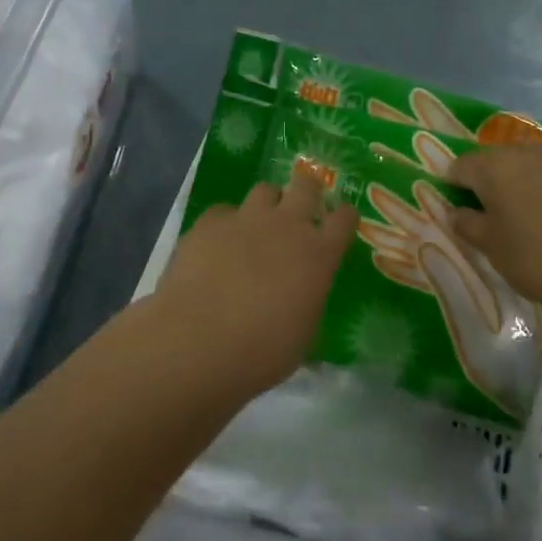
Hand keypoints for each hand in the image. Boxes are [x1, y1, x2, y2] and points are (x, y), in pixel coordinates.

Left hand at [150, 171, 358, 396]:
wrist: (197, 343)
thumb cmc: (261, 353)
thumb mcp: (303, 336)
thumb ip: (308, 304)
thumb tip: (302, 301)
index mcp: (318, 255)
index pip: (344, 218)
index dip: (344, 217)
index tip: (340, 223)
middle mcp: (287, 226)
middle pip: (307, 186)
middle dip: (308, 191)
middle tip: (302, 208)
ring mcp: (246, 219)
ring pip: (265, 190)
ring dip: (267, 203)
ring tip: (258, 224)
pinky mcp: (209, 223)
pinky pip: (223, 211)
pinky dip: (225, 223)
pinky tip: (217, 244)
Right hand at [448, 133, 541, 324]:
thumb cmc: (534, 260)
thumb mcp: (490, 247)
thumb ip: (466, 223)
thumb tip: (454, 211)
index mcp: (490, 168)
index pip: (460, 166)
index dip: (454, 184)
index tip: (460, 205)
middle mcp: (521, 151)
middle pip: (494, 158)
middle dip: (489, 178)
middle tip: (495, 208)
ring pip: (528, 154)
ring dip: (522, 170)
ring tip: (530, 197)